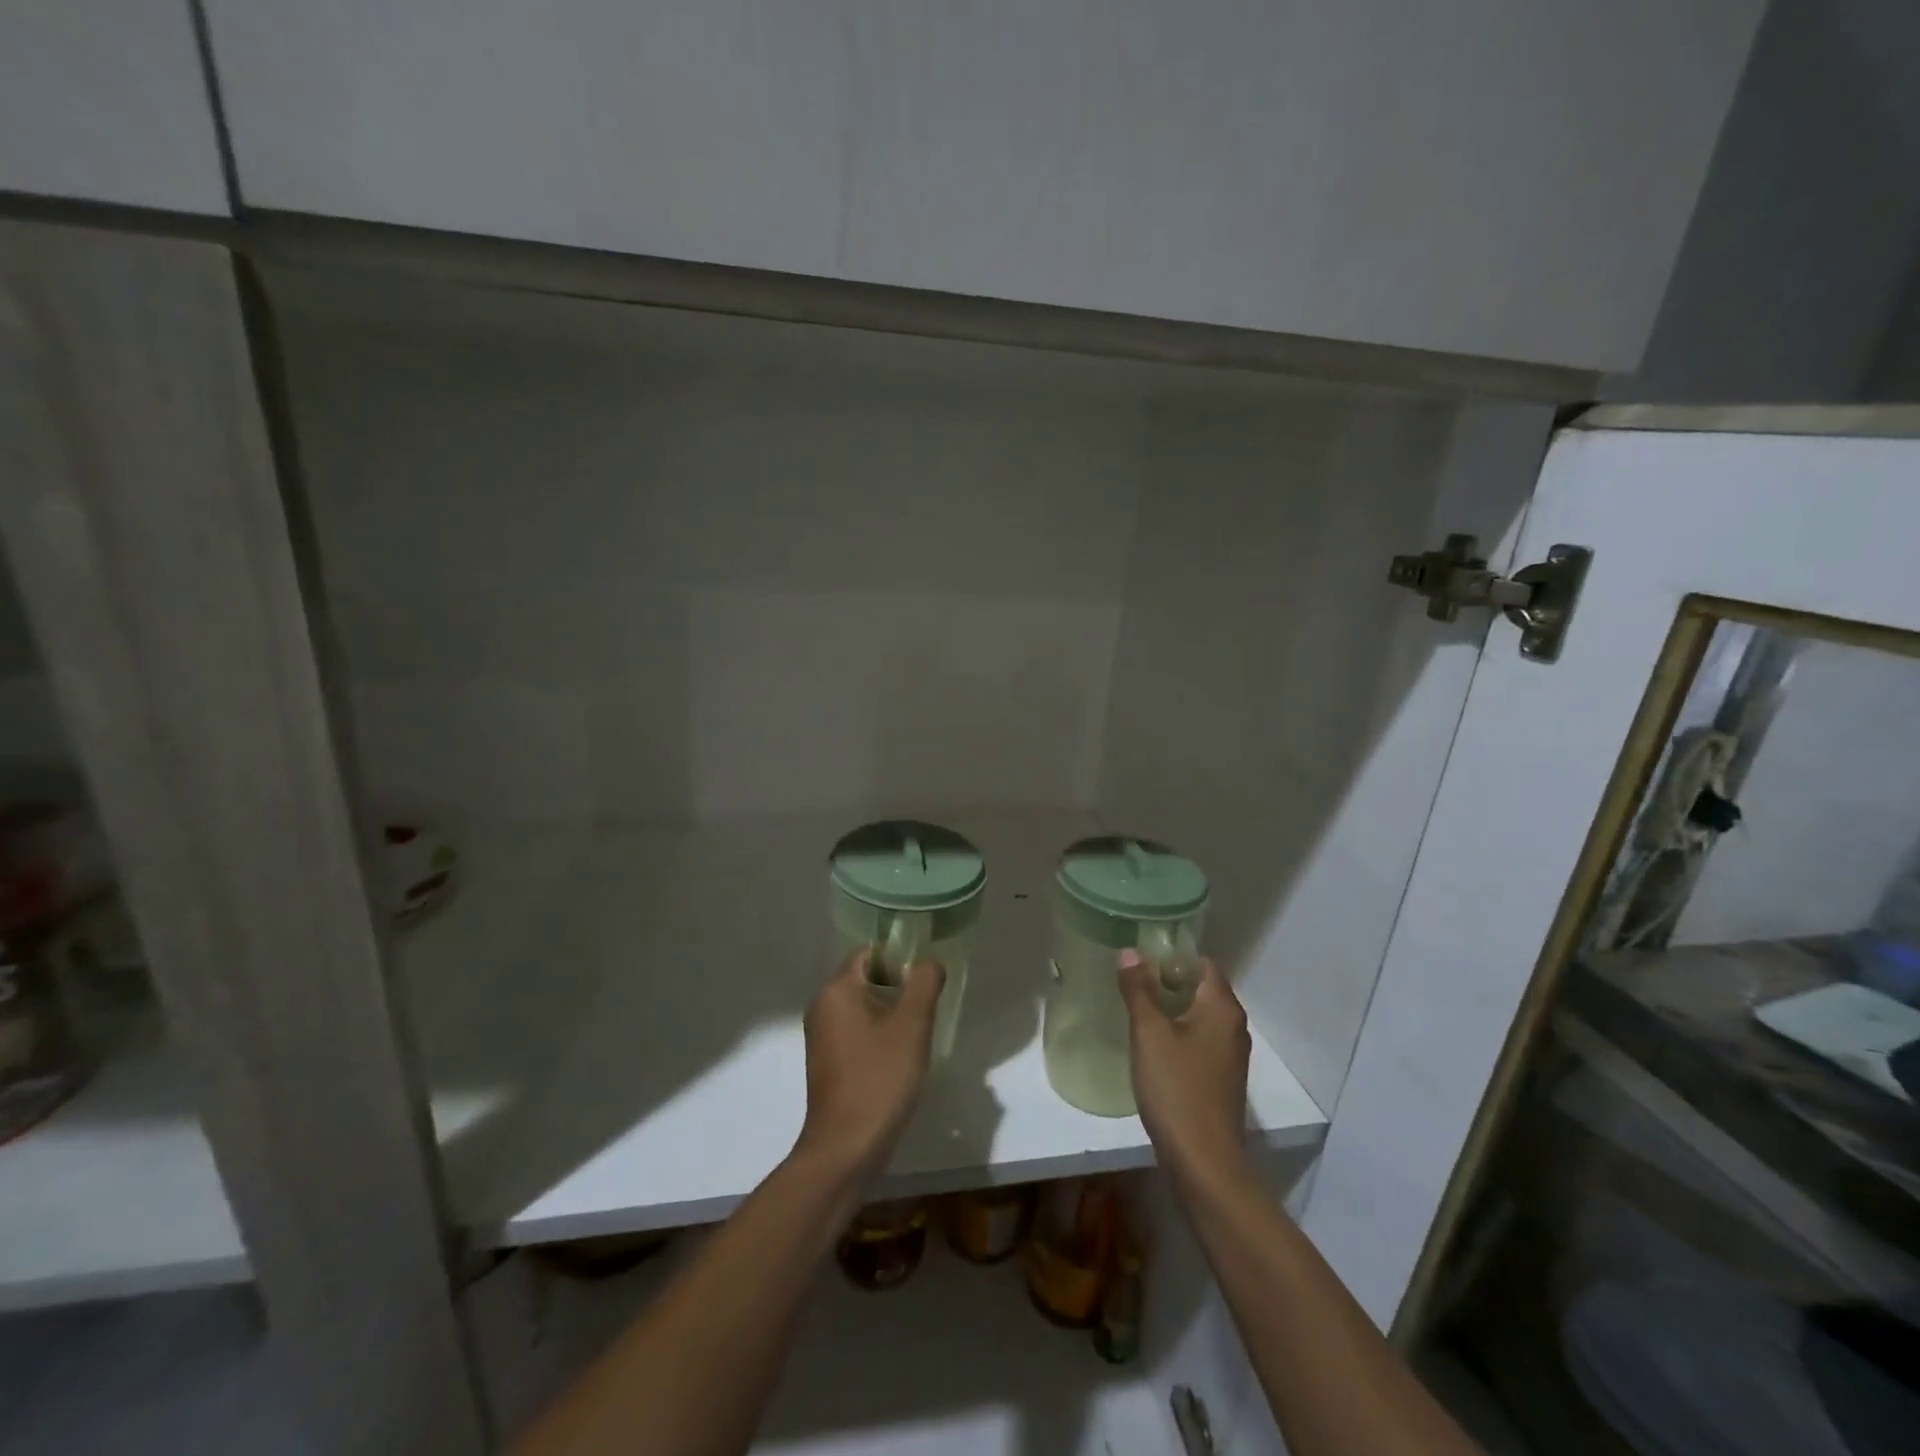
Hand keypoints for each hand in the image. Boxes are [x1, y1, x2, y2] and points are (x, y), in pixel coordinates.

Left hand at [795, 949, 945, 1182]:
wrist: (846, 1147)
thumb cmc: (880, 1078)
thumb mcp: (912, 1025)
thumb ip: (924, 983)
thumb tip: (928, 963)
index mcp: (836, 989)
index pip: (869, 953)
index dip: (898, 959)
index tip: (923, 982)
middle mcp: (821, 1005)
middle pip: (864, 978)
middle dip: (896, 988)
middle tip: (924, 1010)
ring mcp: (820, 1035)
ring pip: (861, 1006)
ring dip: (888, 1014)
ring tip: (914, 1036)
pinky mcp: (825, 1061)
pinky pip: (854, 1031)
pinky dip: (875, 1036)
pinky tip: (896, 1059)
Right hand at [1118, 952, 1250, 1191]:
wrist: (1203, 1161)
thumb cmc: (1176, 1088)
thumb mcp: (1149, 1033)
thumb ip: (1139, 989)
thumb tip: (1130, 952)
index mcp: (1222, 1008)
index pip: (1202, 963)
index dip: (1173, 956)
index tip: (1141, 957)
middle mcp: (1233, 1027)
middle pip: (1202, 988)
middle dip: (1169, 981)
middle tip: (1132, 981)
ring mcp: (1230, 1056)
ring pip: (1200, 1017)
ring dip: (1172, 1009)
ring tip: (1137, 1008)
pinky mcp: (1221, 1080)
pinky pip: (1200, 1041)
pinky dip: (1179, 1034)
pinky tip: (1153, 1045)